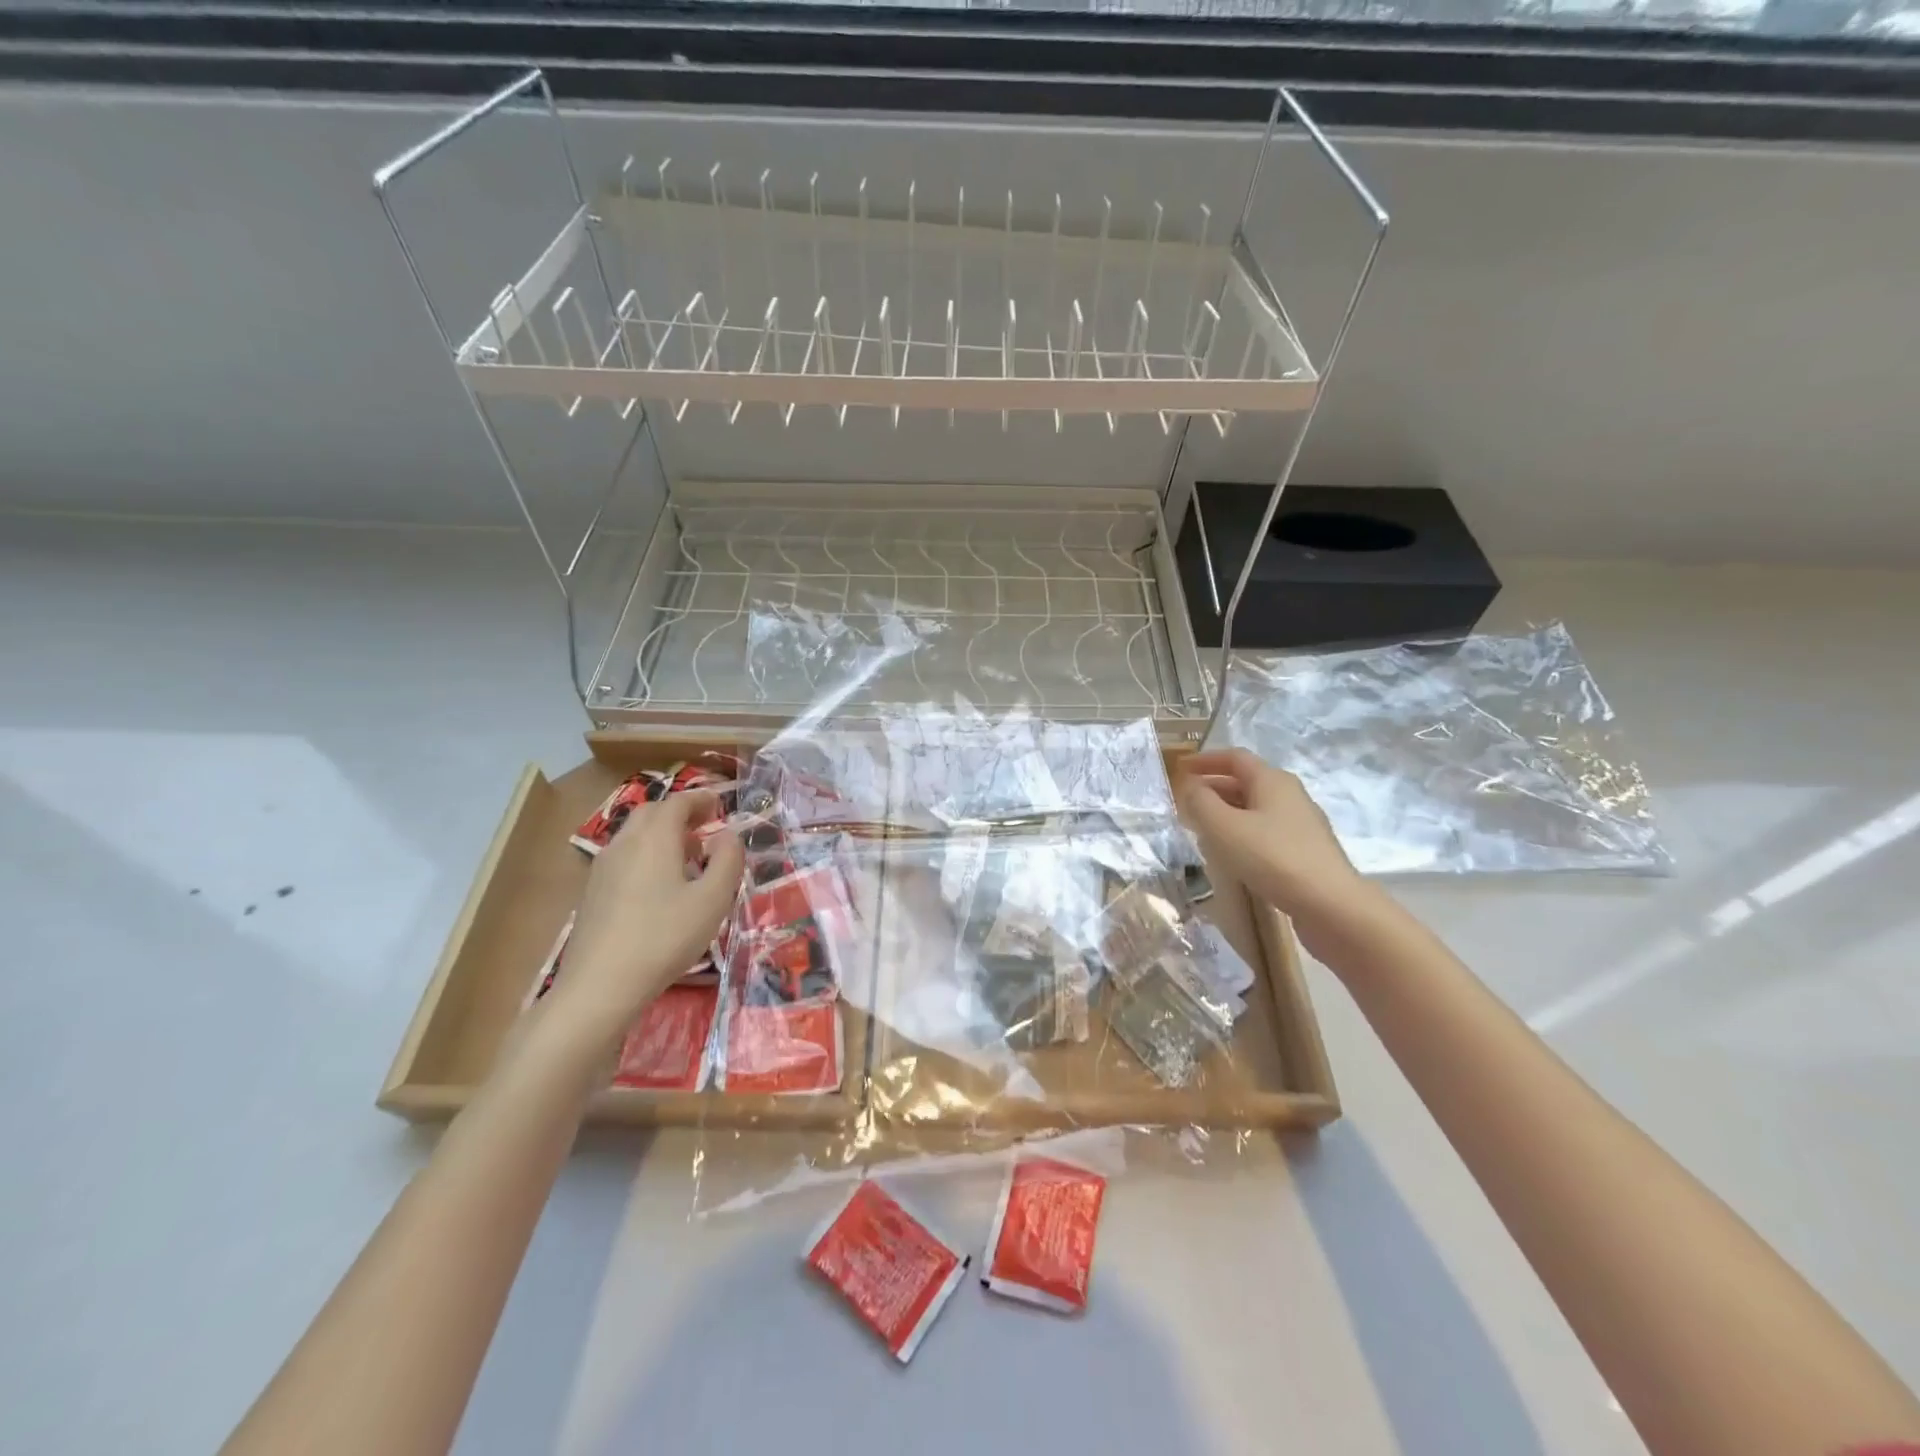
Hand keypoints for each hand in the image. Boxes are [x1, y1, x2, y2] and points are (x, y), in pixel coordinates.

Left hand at [545, 790, 744, 1047]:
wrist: (600, 986)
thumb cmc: (665, 937)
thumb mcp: (713, 900)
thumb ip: (728, 861)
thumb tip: (728, 836)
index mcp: (654, 838)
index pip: (677, 802)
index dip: (700, 798)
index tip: (720, 802)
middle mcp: (625, 843)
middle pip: (652, 812)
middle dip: (680, 812)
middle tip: (706, 823)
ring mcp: (603, 868)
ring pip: (635, 835)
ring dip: (662, 833)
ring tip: (688, 854)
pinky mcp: (593, 892)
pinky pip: (625, 856)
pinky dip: (647, 853)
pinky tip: (661, 884)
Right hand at [1176, 748, 1376, 937]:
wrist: (1330, 905)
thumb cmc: (1272, 857)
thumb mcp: (1224, 827)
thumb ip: (1200, 802)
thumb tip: (1191, 787)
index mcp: (1272, 780)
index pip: (1234, 757)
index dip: (1205, 760)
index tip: (1180, 768)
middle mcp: (1290, 795)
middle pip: (1246, 781)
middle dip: (1213, 787)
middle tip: (1185, 802)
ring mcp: (1301, 823)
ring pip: (1255, 807)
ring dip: (1226, 811)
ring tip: (1202, 828)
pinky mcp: (1304, 850)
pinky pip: (1265, 830)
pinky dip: (1242, 832)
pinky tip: (1231, 853)